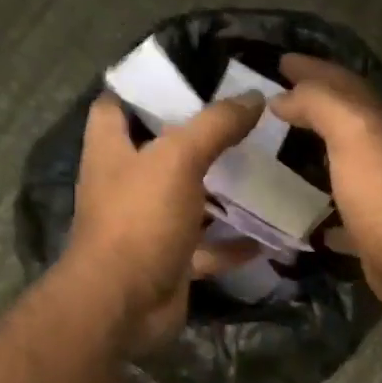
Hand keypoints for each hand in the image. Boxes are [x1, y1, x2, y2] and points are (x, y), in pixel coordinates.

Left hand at [67, 93, 263, 350]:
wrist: (125, 303)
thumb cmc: (140, 219)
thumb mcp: (179, 159)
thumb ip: (215, 125)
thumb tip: (254, 97)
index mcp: (112, 151)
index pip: (116, 106)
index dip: (145, 89)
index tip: (190, 79)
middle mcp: (127, 185)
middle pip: (162, 154)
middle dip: (200, 141)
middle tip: (245, 125)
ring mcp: (150, 226)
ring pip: (190, 202)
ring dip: (222, 194)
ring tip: (265, 173)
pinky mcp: (172, 260)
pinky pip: (208, 247)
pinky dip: (235, 243)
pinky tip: (269, 234)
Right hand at [274, 55, 381, 319]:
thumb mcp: (351, 132)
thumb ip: (319, 105)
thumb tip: (284, 97)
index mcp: (374, 125)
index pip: (341, 84)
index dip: (313, 69)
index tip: (280, 61)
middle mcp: (378, 155)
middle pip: (342, 122)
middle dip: (311, 108)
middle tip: (274, 105)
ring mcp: (374, 195)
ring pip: (340, 166)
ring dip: (313, 156)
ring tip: (276, 155)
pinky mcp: (367, 233)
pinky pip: (338, 215)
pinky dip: (318, 211)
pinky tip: (298, 215)